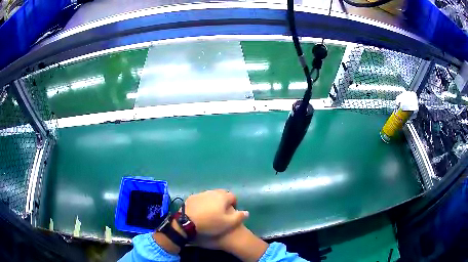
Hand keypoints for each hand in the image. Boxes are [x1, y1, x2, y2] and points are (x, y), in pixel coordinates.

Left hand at [184, 189, 248, 236]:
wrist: (187, 222)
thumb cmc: (210, 223)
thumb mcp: (228, 223)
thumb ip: (239, 217)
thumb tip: (247, 212)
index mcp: (222, 197)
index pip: (233, 196)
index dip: (234, 203)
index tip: (233, 211)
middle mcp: (212, 192)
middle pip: (221, 194)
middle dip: (224, 200)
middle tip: (223, 211)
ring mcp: (201, 194)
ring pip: (211, 195)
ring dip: (213, 201)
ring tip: (212, 211)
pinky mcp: (192, 198)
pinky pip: (201, 198)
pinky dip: (204, 202)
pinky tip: (201, 211)